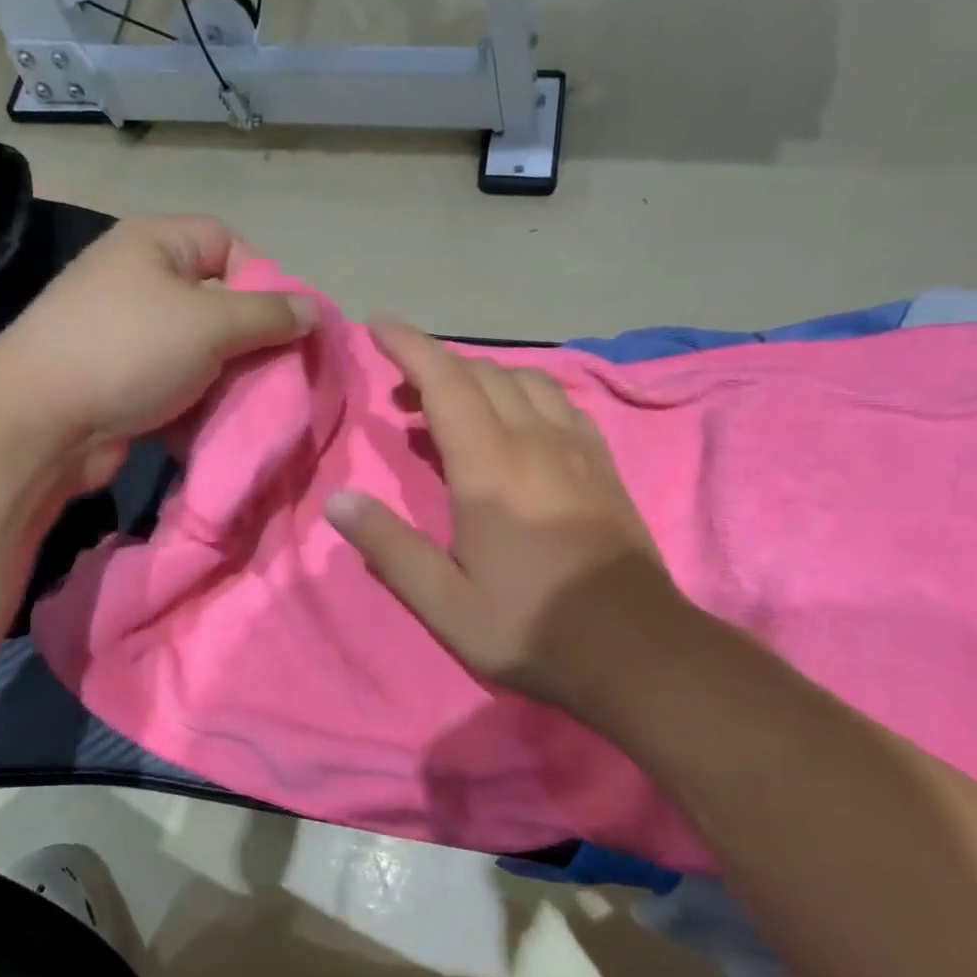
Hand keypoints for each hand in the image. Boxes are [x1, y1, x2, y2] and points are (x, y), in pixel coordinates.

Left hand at [0, 215, 314, 487]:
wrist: (41, 421)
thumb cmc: (129, 351)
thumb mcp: (211, 324)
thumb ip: (268, 315)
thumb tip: (314, 310)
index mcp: (154, 245)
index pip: (226, 242)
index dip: (262, 277)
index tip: (282, 323)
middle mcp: (138, 281)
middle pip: (216, 300)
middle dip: (250, 338)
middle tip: (275, 371)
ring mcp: (126, 334)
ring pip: (199, 349)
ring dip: (227, 377)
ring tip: (250, 402)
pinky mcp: (120, 380)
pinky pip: (175, 382)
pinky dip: (198, 402)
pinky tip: (215, 423)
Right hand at [326, 321, 683, 721]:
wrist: (638, 650)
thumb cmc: (532, 628)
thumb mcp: (446, 603)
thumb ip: (390, 548)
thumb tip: (338, 500)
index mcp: (490, 468)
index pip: (445, 382)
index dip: (409, 347)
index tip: (379, 325)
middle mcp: (535, 442)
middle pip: (484, 374)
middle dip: (436, 364)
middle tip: (401, 388)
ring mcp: (577, 449)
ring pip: (525, 381)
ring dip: (481, 376)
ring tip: (451, 401)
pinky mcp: (603, 465)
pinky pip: (559, 403)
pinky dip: (524, 392)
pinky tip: (516, 419)